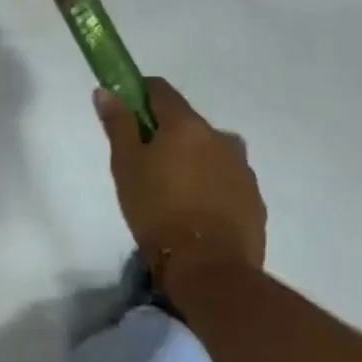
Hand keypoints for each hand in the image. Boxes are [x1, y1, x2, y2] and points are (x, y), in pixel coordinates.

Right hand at [95, 78, 265, 285]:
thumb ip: (118, 124)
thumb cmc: (158, 211)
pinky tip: (196, 214)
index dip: (140, 96)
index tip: (126, 115)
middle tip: (145, 166)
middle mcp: (220, 137)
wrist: (210, 270)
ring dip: (192, 162)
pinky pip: (226, 180)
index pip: (161, 90)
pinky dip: (211, 187)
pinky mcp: (254, 199)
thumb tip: (106, 91)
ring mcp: (242, 168)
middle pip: (186, 123)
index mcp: (187, 124)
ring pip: (209, 152)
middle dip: (166, 136)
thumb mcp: (126, 166)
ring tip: (173, 195)